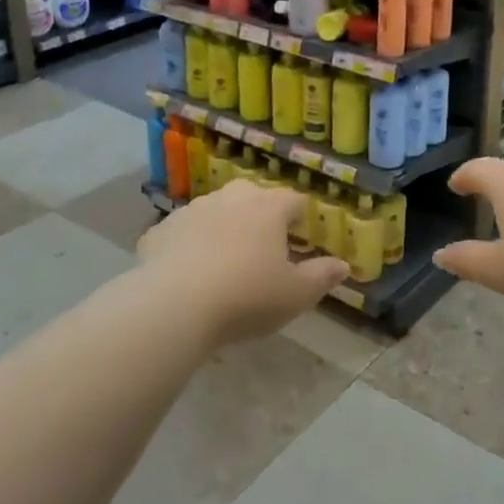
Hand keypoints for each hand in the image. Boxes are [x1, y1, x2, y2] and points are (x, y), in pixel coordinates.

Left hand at [138, 181, 349, 344]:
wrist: (173, 307)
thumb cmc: (246, 297)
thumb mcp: (295, 295)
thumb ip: (322, 277)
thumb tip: (343, 266)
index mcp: (268, 208)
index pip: (293, 200)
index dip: (300, 217)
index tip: (300, 237)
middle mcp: (231, 199)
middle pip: (252, 196)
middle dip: (260, 215)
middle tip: (263, 247)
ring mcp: (192, 210)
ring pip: (215, 211)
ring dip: (223, 227)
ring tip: (223, 260)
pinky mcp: (160, 230)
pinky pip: (182, 232)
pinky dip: (188, 245)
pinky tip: (187, 272)